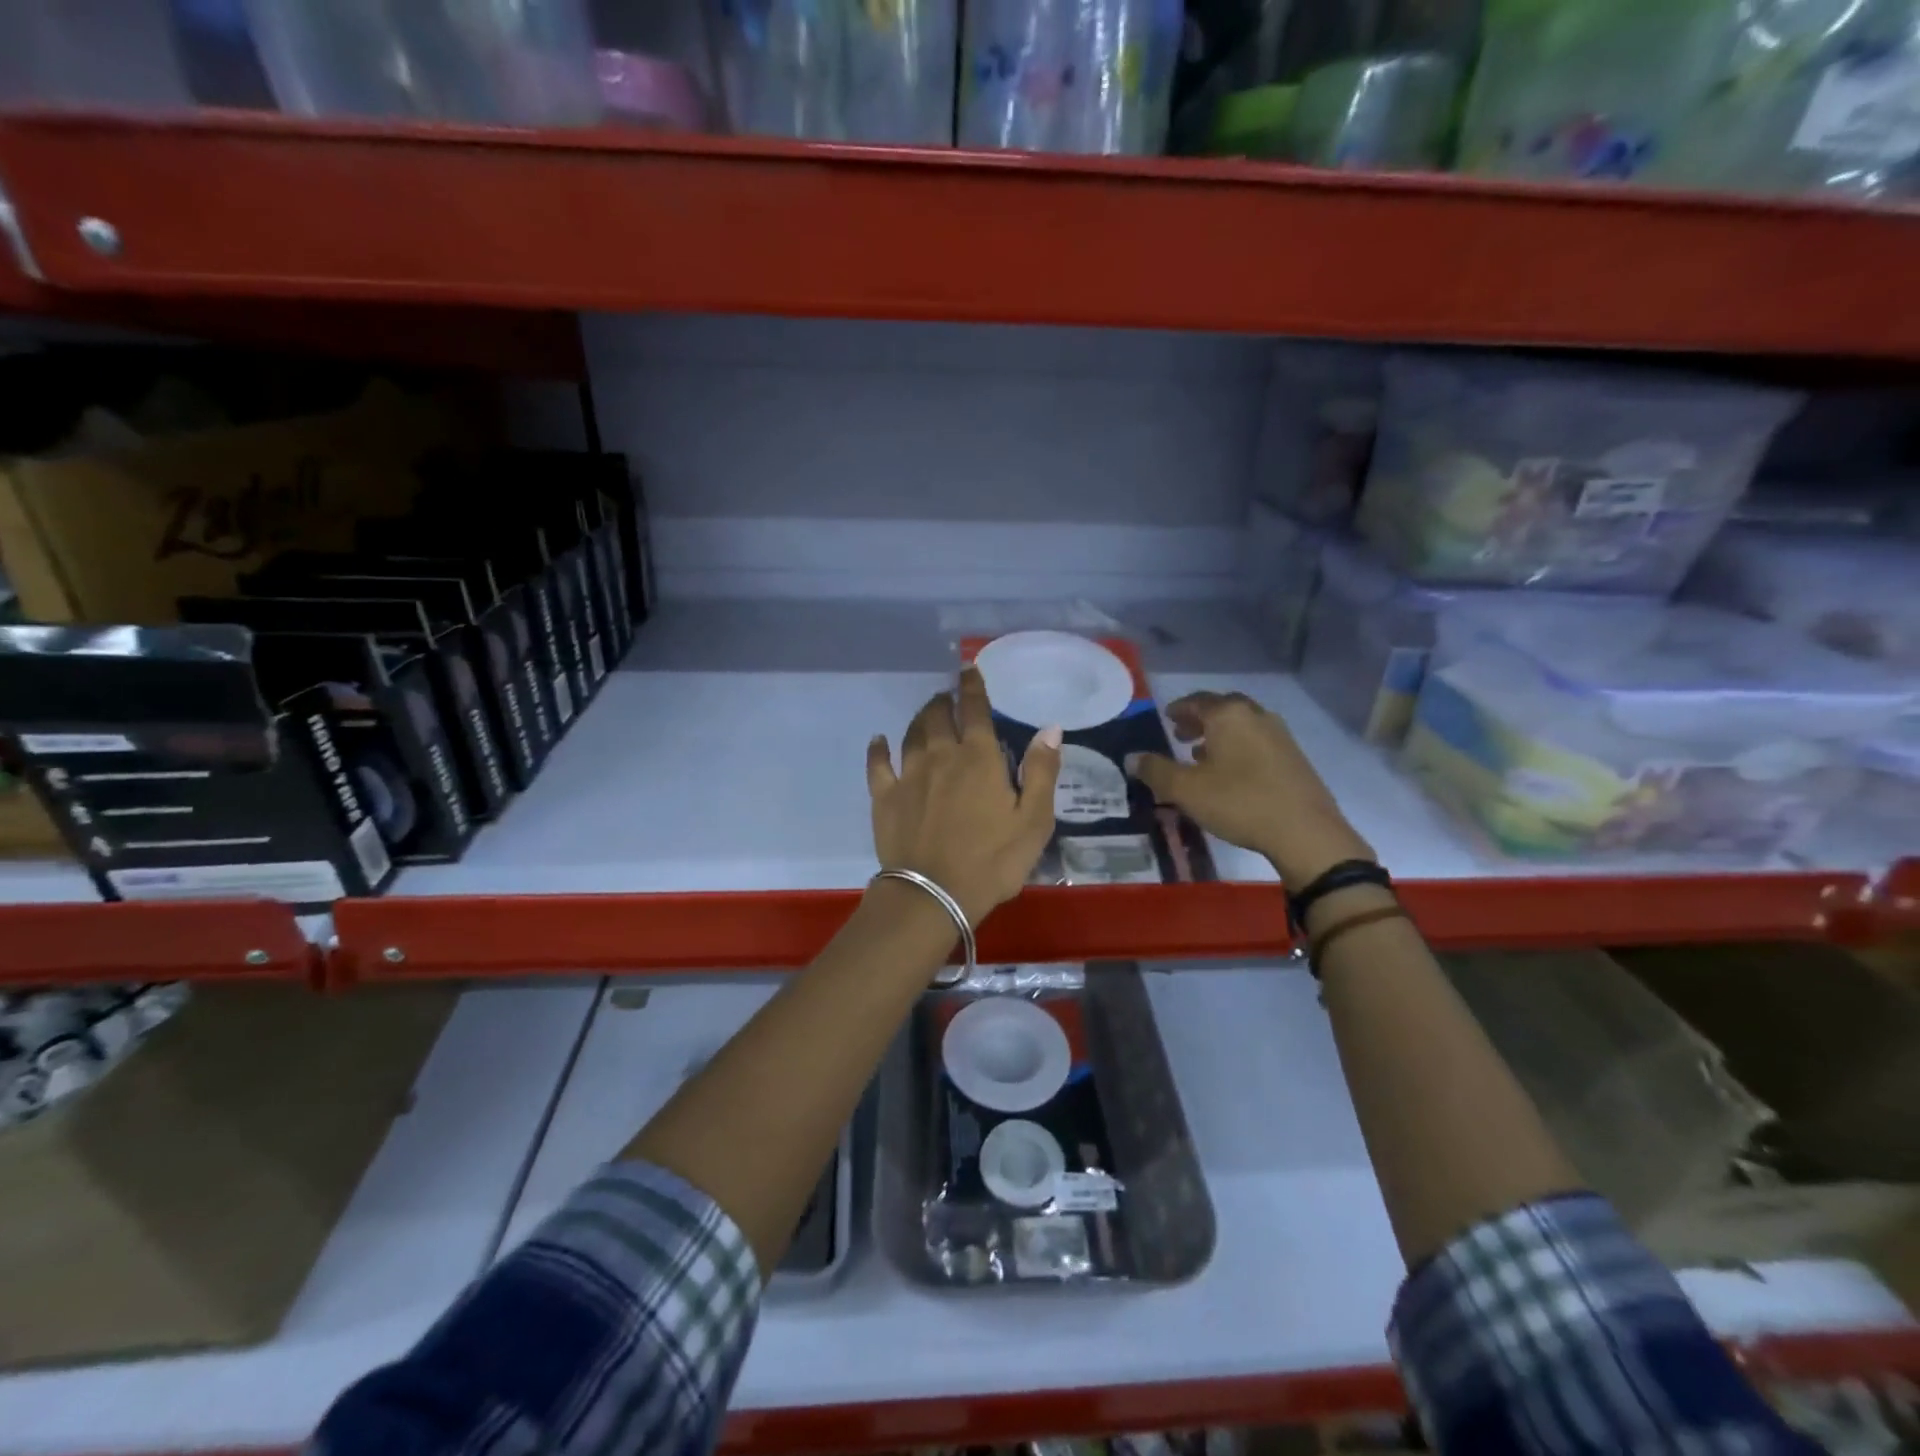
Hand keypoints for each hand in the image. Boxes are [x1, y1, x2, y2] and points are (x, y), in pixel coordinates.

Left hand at [867, 667, 1062, 925]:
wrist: (934, 894)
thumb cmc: (993, 860)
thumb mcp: (1034, 820)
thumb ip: (1041, 771)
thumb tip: (1050, 728)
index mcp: (979, 757)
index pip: (974, 709)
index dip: (971, 687)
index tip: (967, 669)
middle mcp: (940, 756)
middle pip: (937, 716)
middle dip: (943, 702)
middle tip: (947, 699)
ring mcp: (908, 775)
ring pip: (910, 734)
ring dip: (919, 719)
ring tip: (925, 715)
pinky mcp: (885, 798)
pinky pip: (878, 764)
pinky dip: (878, 748)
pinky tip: (879, 741)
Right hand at [1128, 691, 1372, 884]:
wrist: (1304, 832)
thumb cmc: (1238, 802)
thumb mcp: (1185, 789)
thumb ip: (1155, 770)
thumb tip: (1132, 758)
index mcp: (1229, 715)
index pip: (1198, 701)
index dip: (1179, 709)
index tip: (1167, 717)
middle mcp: (1256, 716)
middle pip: (1223, 709)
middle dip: (1200, 720)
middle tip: (1181, 734)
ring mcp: (1280, 736)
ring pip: (1242, 727)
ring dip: (1220, 736)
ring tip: (1201, 755)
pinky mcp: (1295, 759)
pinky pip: (1257, 743)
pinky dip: (1238, 749)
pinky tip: (1231, 773)